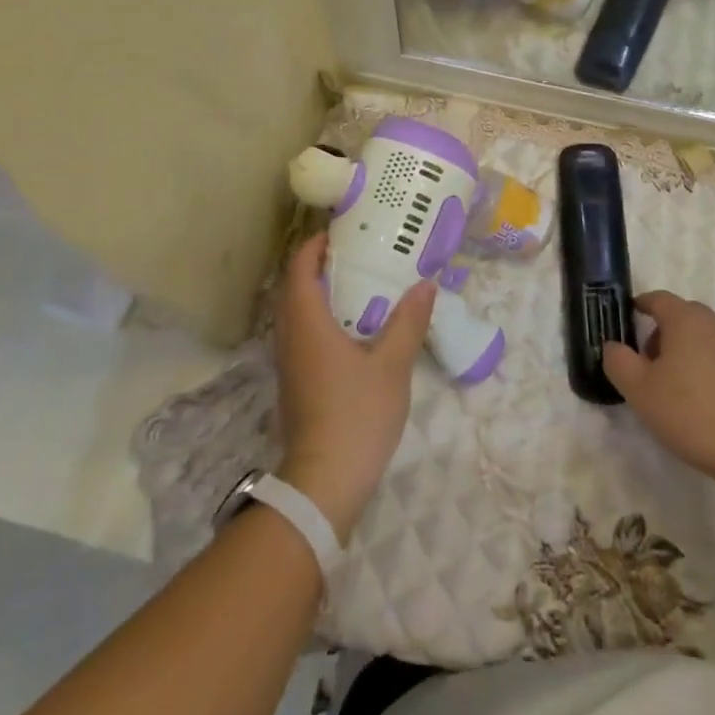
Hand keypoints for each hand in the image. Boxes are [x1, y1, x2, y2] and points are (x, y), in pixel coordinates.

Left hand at [274, 235, 435, 541]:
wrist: (324, 482)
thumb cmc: (357, 415)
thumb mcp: (392, 365)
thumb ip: (408, 321)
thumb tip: (424, 284)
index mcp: (308, 323)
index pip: (300, 269)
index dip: (315, 246)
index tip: (340, 232)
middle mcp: (290, 337)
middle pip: (294, 288)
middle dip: (318, 266)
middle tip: (355, 254)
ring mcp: (289, 362)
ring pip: (296, 313)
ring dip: (319, 293)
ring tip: (357, 286)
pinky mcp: (295, 383)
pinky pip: (301, 335)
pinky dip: (320, 318)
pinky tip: (352, 329)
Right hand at [602, 291, 714, 488]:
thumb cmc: (695, 412)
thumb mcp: (641, 390)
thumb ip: (619, 362)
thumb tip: (612, 346)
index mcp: (685, 319)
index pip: (656, 299)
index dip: (637, 308)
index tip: (624, 326)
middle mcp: (712, 325)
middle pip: (678, 319)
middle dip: (657, 337)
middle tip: (643, 368)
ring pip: (698, 342)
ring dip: (679, 358)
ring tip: (669, 394)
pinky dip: (701, 373)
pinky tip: (698, 408)